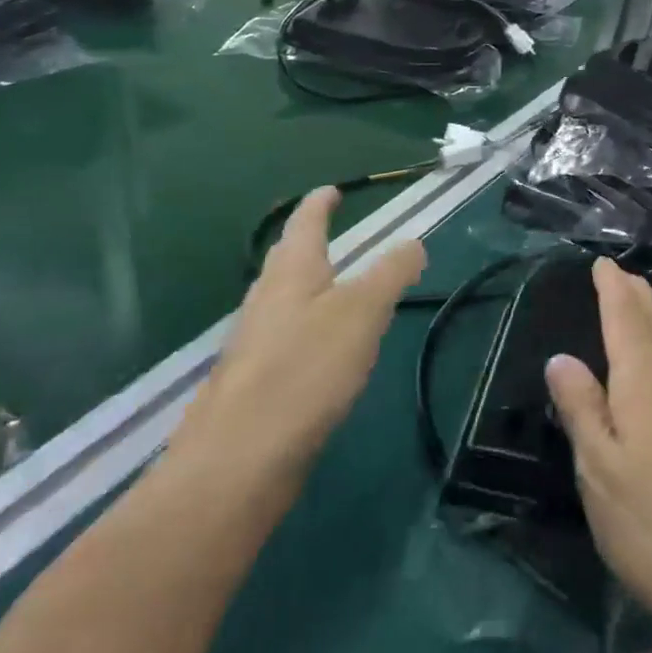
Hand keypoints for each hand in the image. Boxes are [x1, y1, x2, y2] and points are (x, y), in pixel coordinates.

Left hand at [172, 187, 424, 496]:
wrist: (238, 461)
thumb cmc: (304, 371)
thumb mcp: (362, 313)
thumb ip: (390, 274)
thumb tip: (414, 242)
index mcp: (291, 273)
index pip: (305, 224)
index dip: (319, 204)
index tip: (331, 190)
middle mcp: (266, 300)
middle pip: (287, 260)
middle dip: (307, 242)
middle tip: (331, 232)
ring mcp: (255, 343)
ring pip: (283, 299)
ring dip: (306, 284)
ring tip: (333, 286)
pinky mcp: (255, 382)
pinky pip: (285, 337)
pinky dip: (306, 326)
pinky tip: (320, 351)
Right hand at [545, 260, 651, 643]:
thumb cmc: (648, 522)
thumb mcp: (597, 467)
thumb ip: (579, 405)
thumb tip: (560, 356)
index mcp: (643, 375)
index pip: (625, 314)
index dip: (612, 286)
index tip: (600, 264)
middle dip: (637, 291)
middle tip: (618, 276)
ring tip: (646, 300)